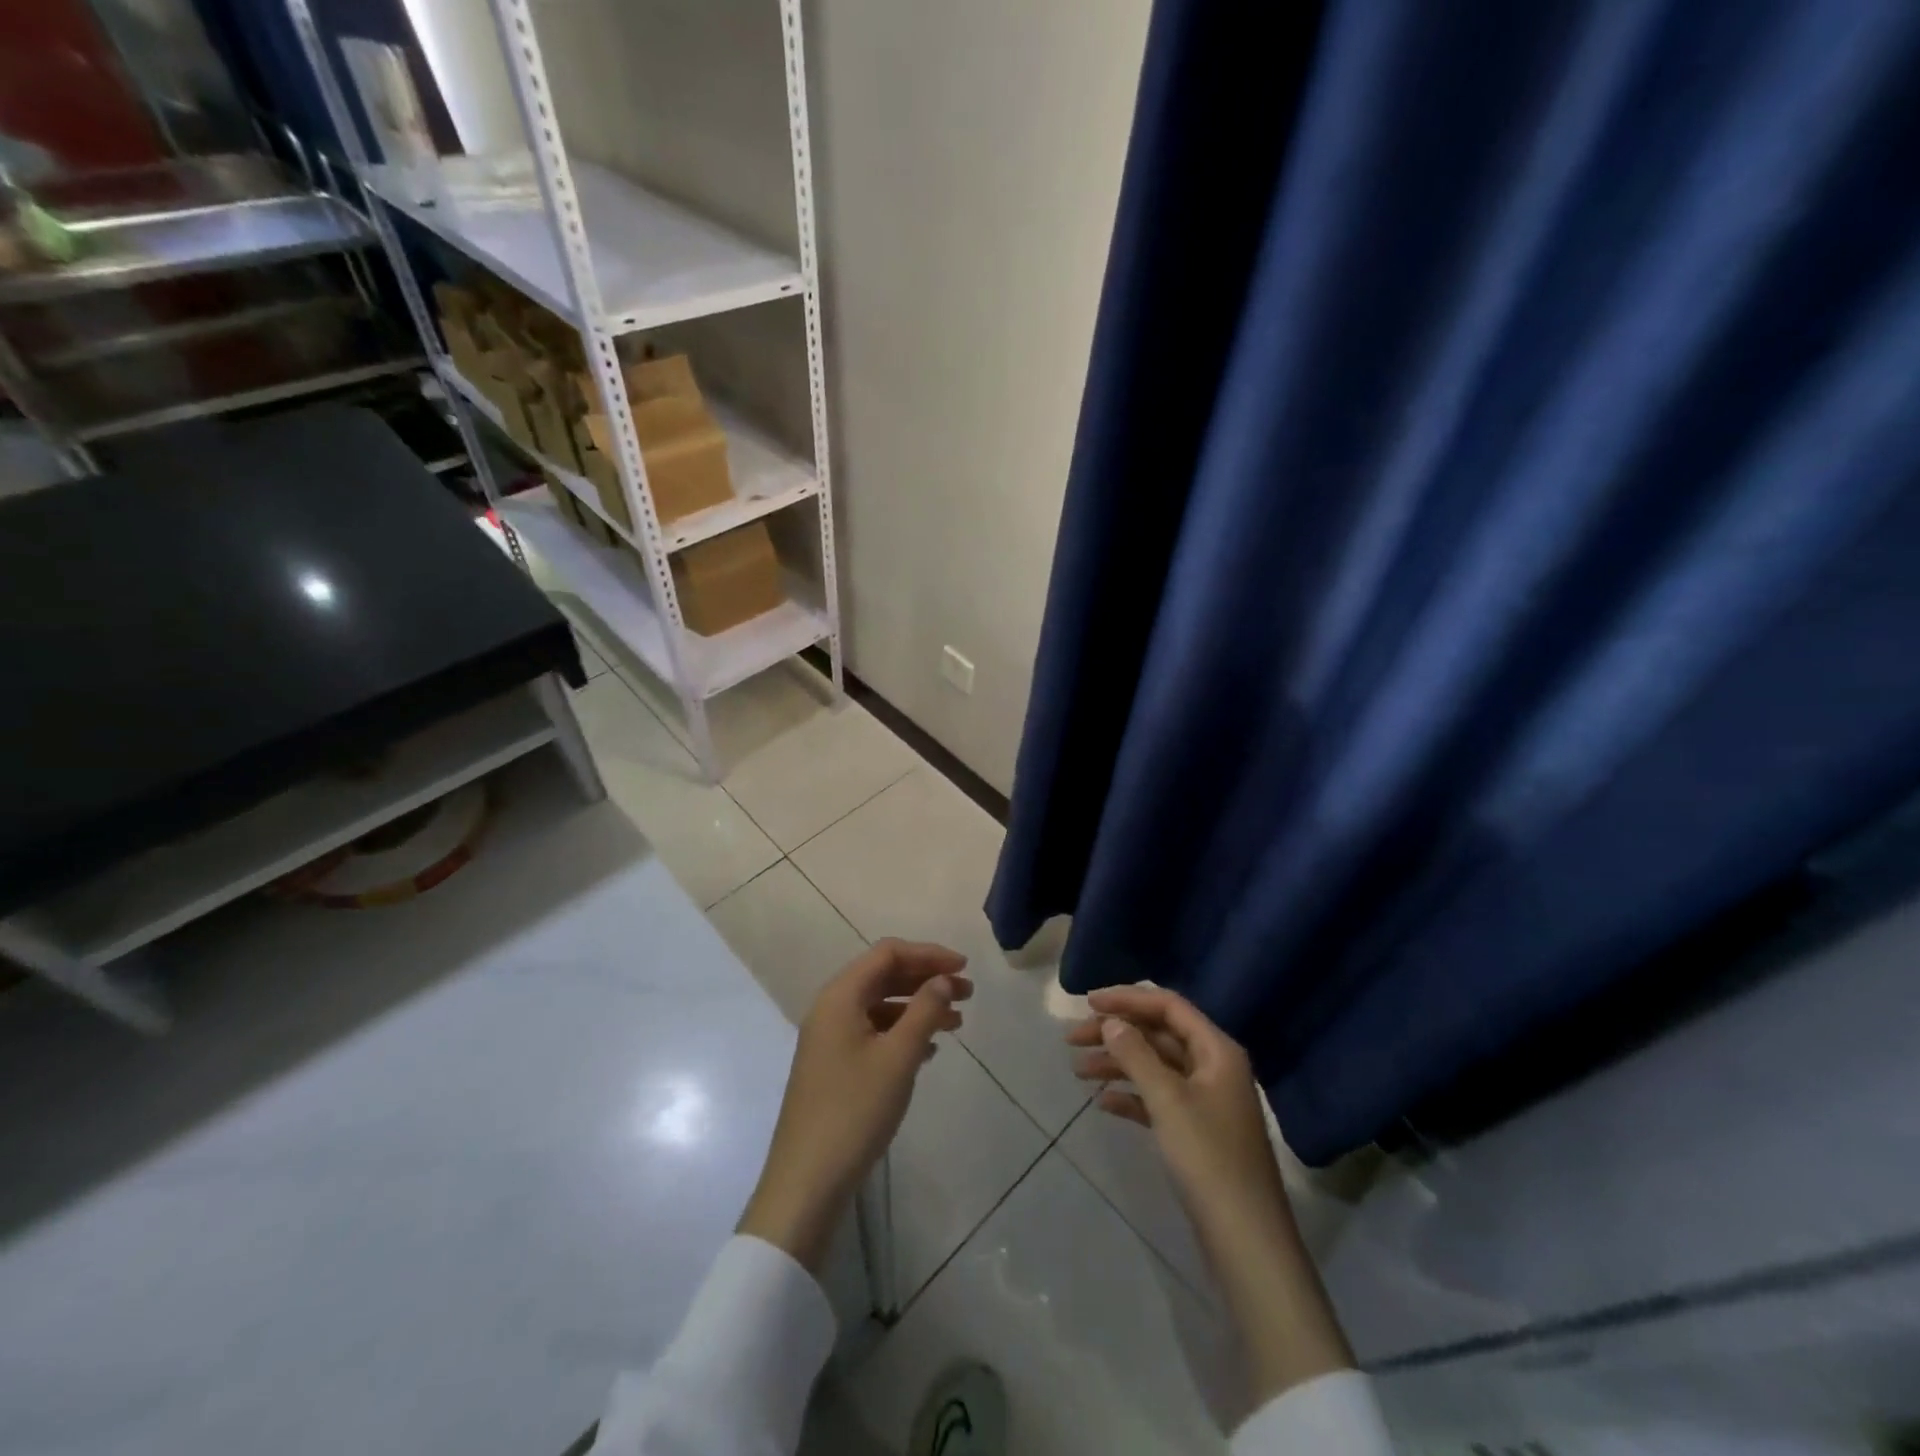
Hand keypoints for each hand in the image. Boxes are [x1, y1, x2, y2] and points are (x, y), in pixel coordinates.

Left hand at [739, 939, 969, 1272]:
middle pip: (884, 976)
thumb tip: (943, 979)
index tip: (964, 968)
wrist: (806, 1182)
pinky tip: (929, 1051)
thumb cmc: (854, 1111)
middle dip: (926, 979)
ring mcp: (829, 1038)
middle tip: (968, 994)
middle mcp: (831, 1008)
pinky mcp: (833, 1065)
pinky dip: (902, 1032)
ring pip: (880, 1005)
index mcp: (840, 996)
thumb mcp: (898, 1057)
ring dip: (918, 1007)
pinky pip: (873, 1031)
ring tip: (956, 1022)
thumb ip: (924, 1011)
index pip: (888, 953)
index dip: (928, 954)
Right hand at [1067, 985, 1354, 1400]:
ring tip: (1077, 1070)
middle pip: (1159, 1035)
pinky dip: (1131, 1096)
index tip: (1088, 1003)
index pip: (1168, 1006)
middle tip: (1072, 1039)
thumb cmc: (1208, 1159)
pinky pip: (1158, 1099)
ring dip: (1118, 1064)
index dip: (1128, 999)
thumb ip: (1136, 1054)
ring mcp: (1206, 1101)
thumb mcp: (1168, 1100)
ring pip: (1155, 1067)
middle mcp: (1214, 1067)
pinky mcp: (1197, 1132)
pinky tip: (1102, 1103)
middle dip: (1116, 1033)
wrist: (1246, 1242)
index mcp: (1217, 1050)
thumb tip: (1111, 1021)